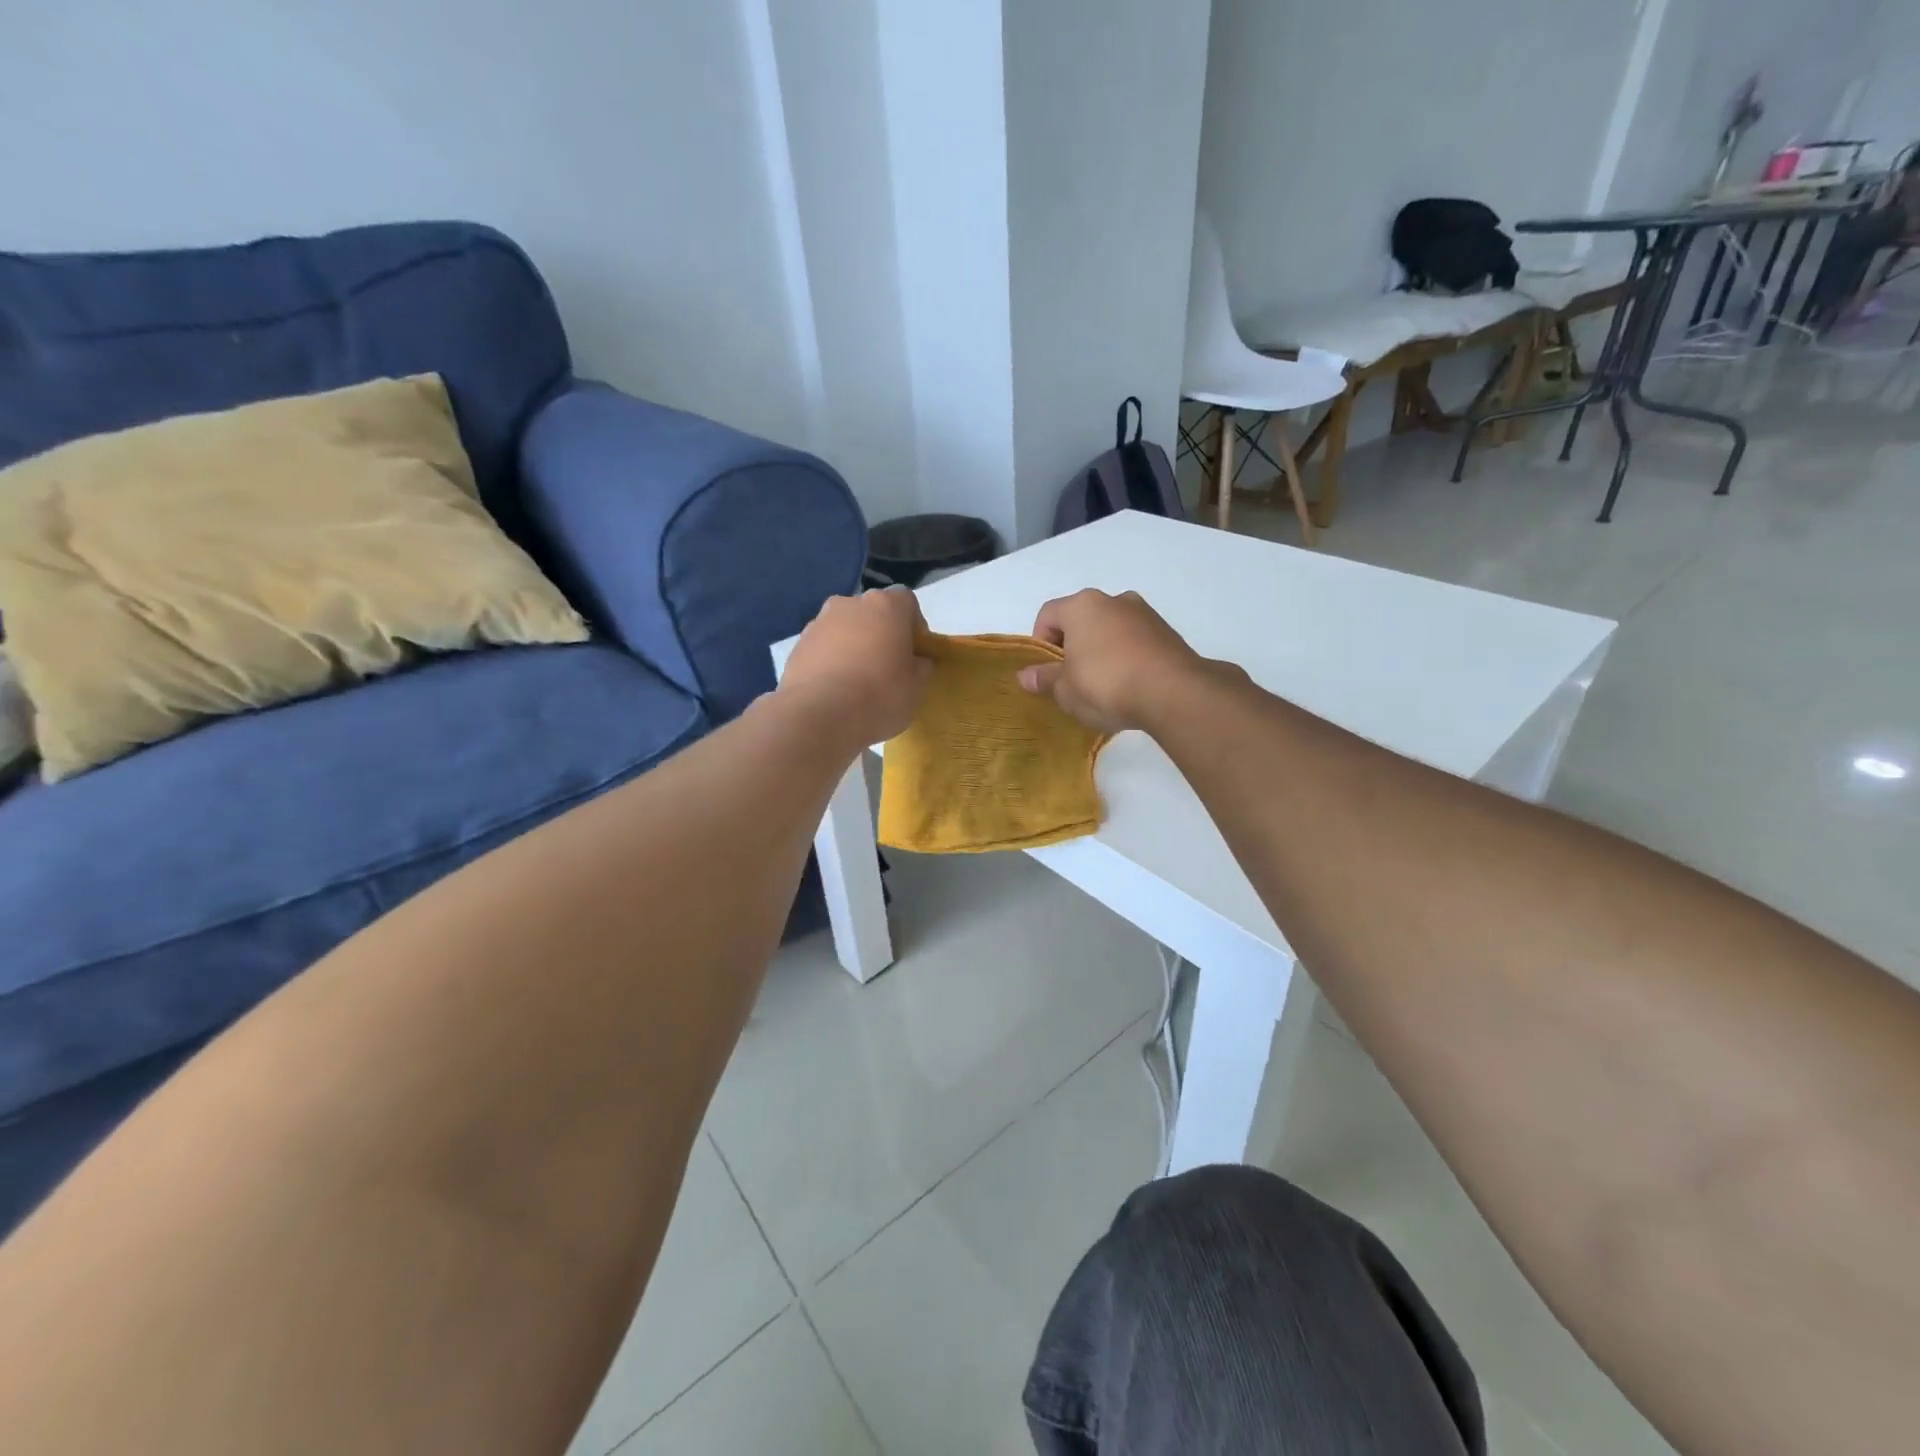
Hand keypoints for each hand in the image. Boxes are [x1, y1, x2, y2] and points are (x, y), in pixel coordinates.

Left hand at [779, 587, 932, 746]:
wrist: (817, 716)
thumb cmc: (879, 696)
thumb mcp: (917, 688)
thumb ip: (921, 667)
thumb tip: (916, 661)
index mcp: (885, 605)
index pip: (907, 602)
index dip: (914, 627)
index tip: (915, 654)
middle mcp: (850, 604)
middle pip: (873, 613)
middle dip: (881, 635)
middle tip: (887, 668)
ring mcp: (819, 622)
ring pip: (845, 630)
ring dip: (853, 647)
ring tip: (857, 683)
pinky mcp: (797, 645)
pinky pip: (823, 648)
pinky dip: (831, 662)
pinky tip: (835, 691)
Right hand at [1016, 590, 1204, 734]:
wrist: (1173, 692)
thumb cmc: (1106, 684)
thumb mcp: (1066, 690)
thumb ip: (1044, 679)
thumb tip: (1025, 676)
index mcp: (1082, 605)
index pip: (1047, 615)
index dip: (1040, 644)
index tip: (1048, 672)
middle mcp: (1113, 599)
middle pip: (1080, 620)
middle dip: (1072, 647)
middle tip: (1073, 680)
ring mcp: (1144, 613)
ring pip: (1109, 629)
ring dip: (1101, 651)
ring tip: (1103, 686)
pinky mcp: (1167, 632)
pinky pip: (1134, 641)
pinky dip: (1126, 657)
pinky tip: (1129, 685)